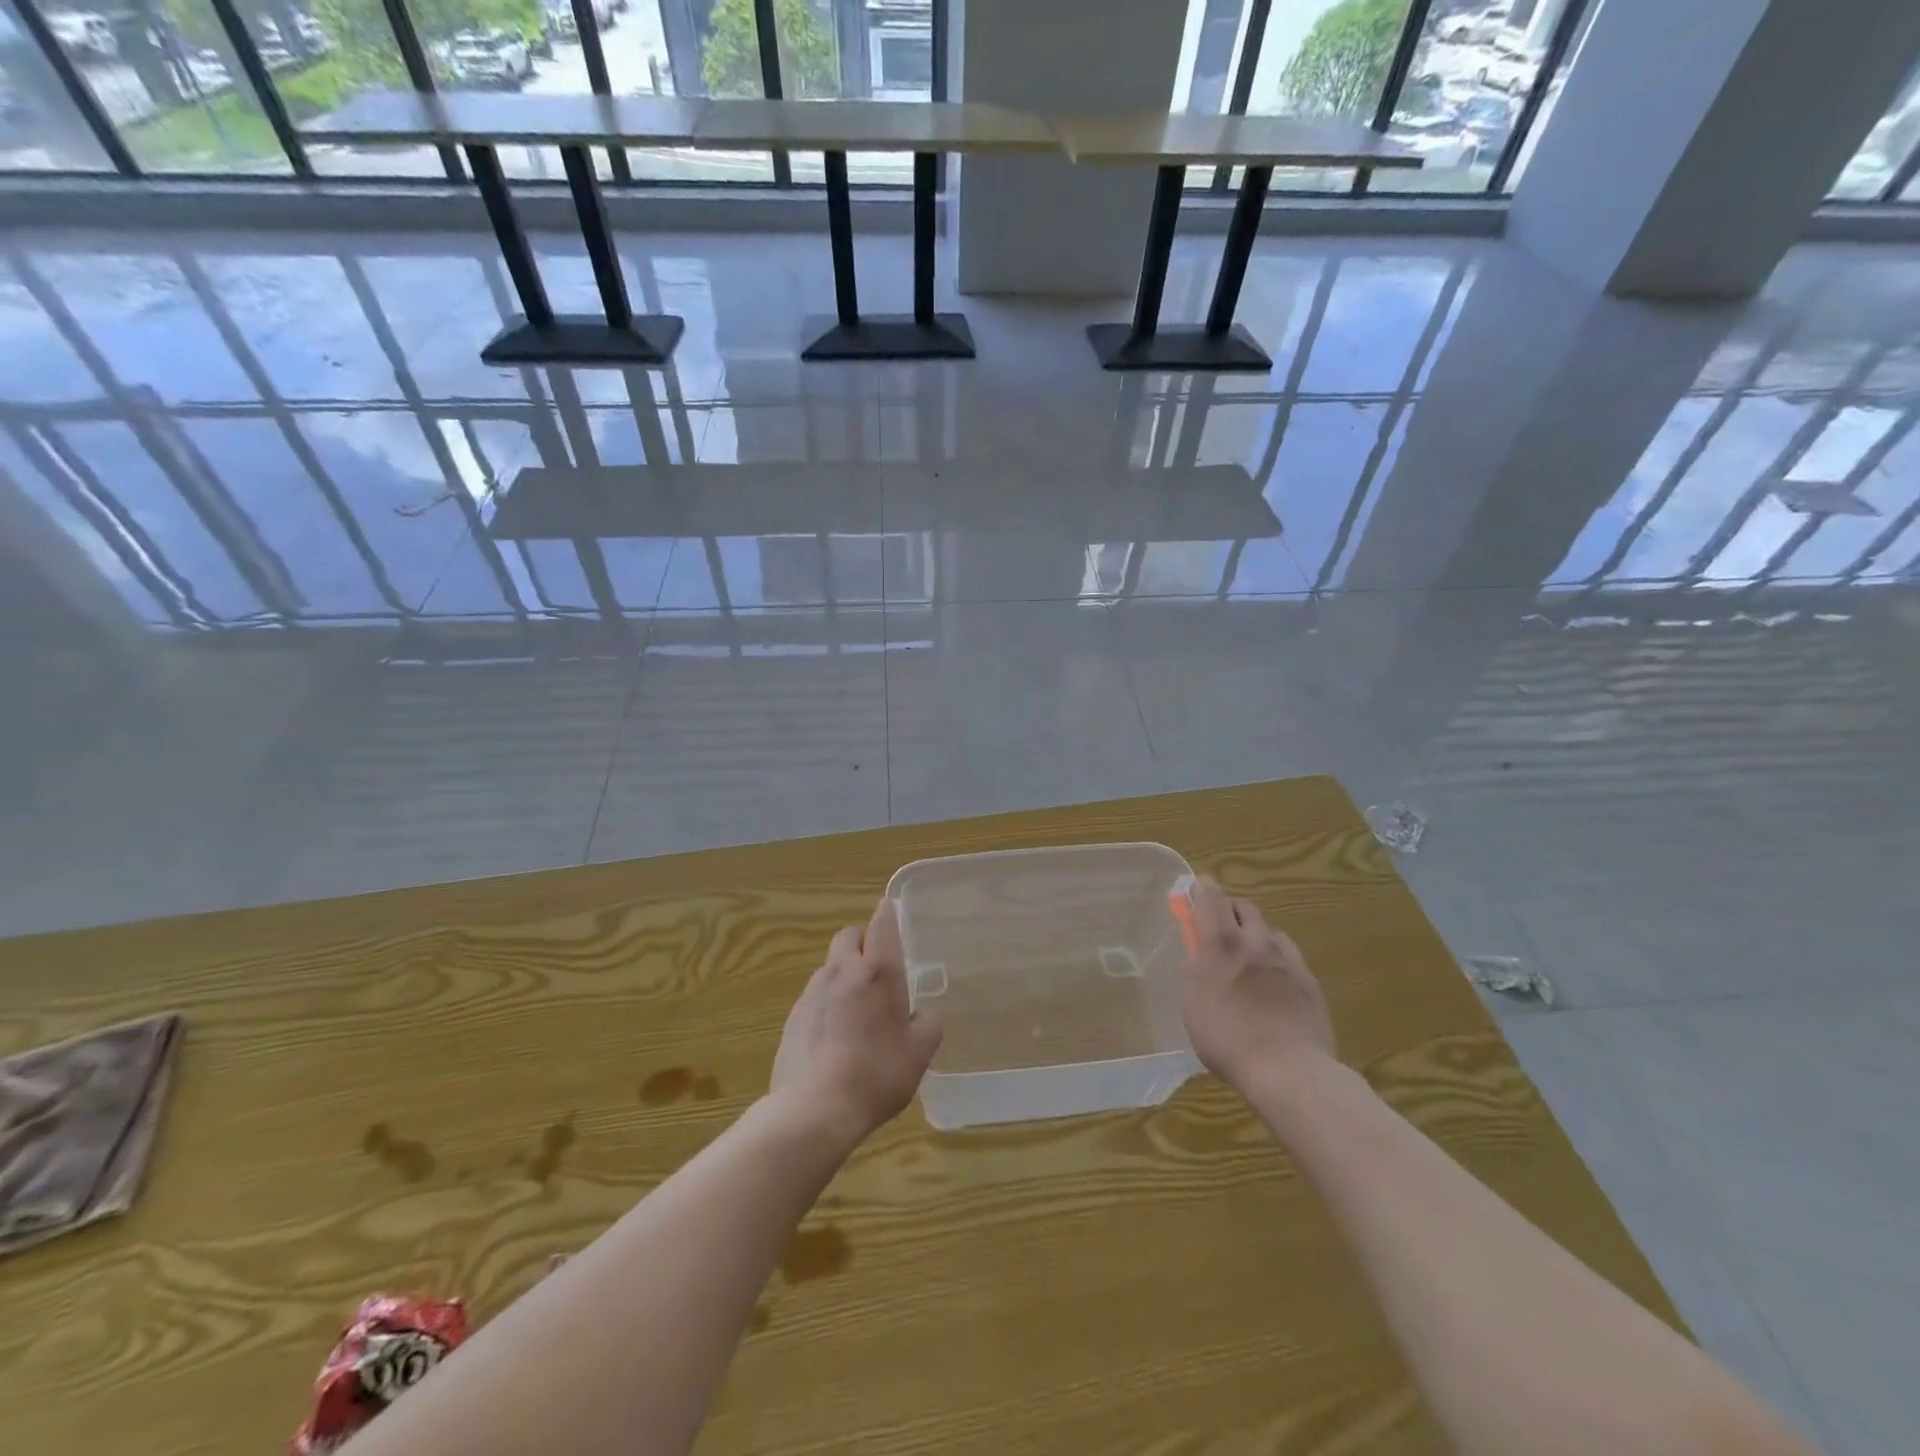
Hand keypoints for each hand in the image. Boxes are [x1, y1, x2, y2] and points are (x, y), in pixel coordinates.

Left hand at [770, 899, 943, 1146]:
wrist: (814, 1109)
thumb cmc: (877, 1073)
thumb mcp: (920, 1052)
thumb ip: (927, 1023)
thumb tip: (920, 1013)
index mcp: (878, 971)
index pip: (882, 925)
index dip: (888, 914)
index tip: (891, 910)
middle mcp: (842, 971)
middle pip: (848, 936)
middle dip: (862, 942)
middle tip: (877, 969)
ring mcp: (812, 992)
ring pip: (830, 967)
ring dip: (844, 975)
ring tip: (857, 1010)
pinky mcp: (793, 1017)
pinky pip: (815, 997)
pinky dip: (827, 1004)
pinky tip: (835, 1037)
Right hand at [1178, 877, 1334, 1093]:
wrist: (1288, 1070)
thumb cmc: (1227, 1039)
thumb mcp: (1193, 1005)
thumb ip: (1194, 971)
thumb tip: (1196, 953)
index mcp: (1221, 943)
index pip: (1211, 897)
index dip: (1202, 889)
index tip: (1196, 890)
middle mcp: (1256, 941)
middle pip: (1244, 906)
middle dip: (1229, 909)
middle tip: (1219, 926)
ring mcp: (1287, 959)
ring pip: (1269, 930)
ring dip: (1255, 934)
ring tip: (1248, 959)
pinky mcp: (1309, 980)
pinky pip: (1289, 955)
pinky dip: (1276, 958)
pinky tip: (1273, 982)